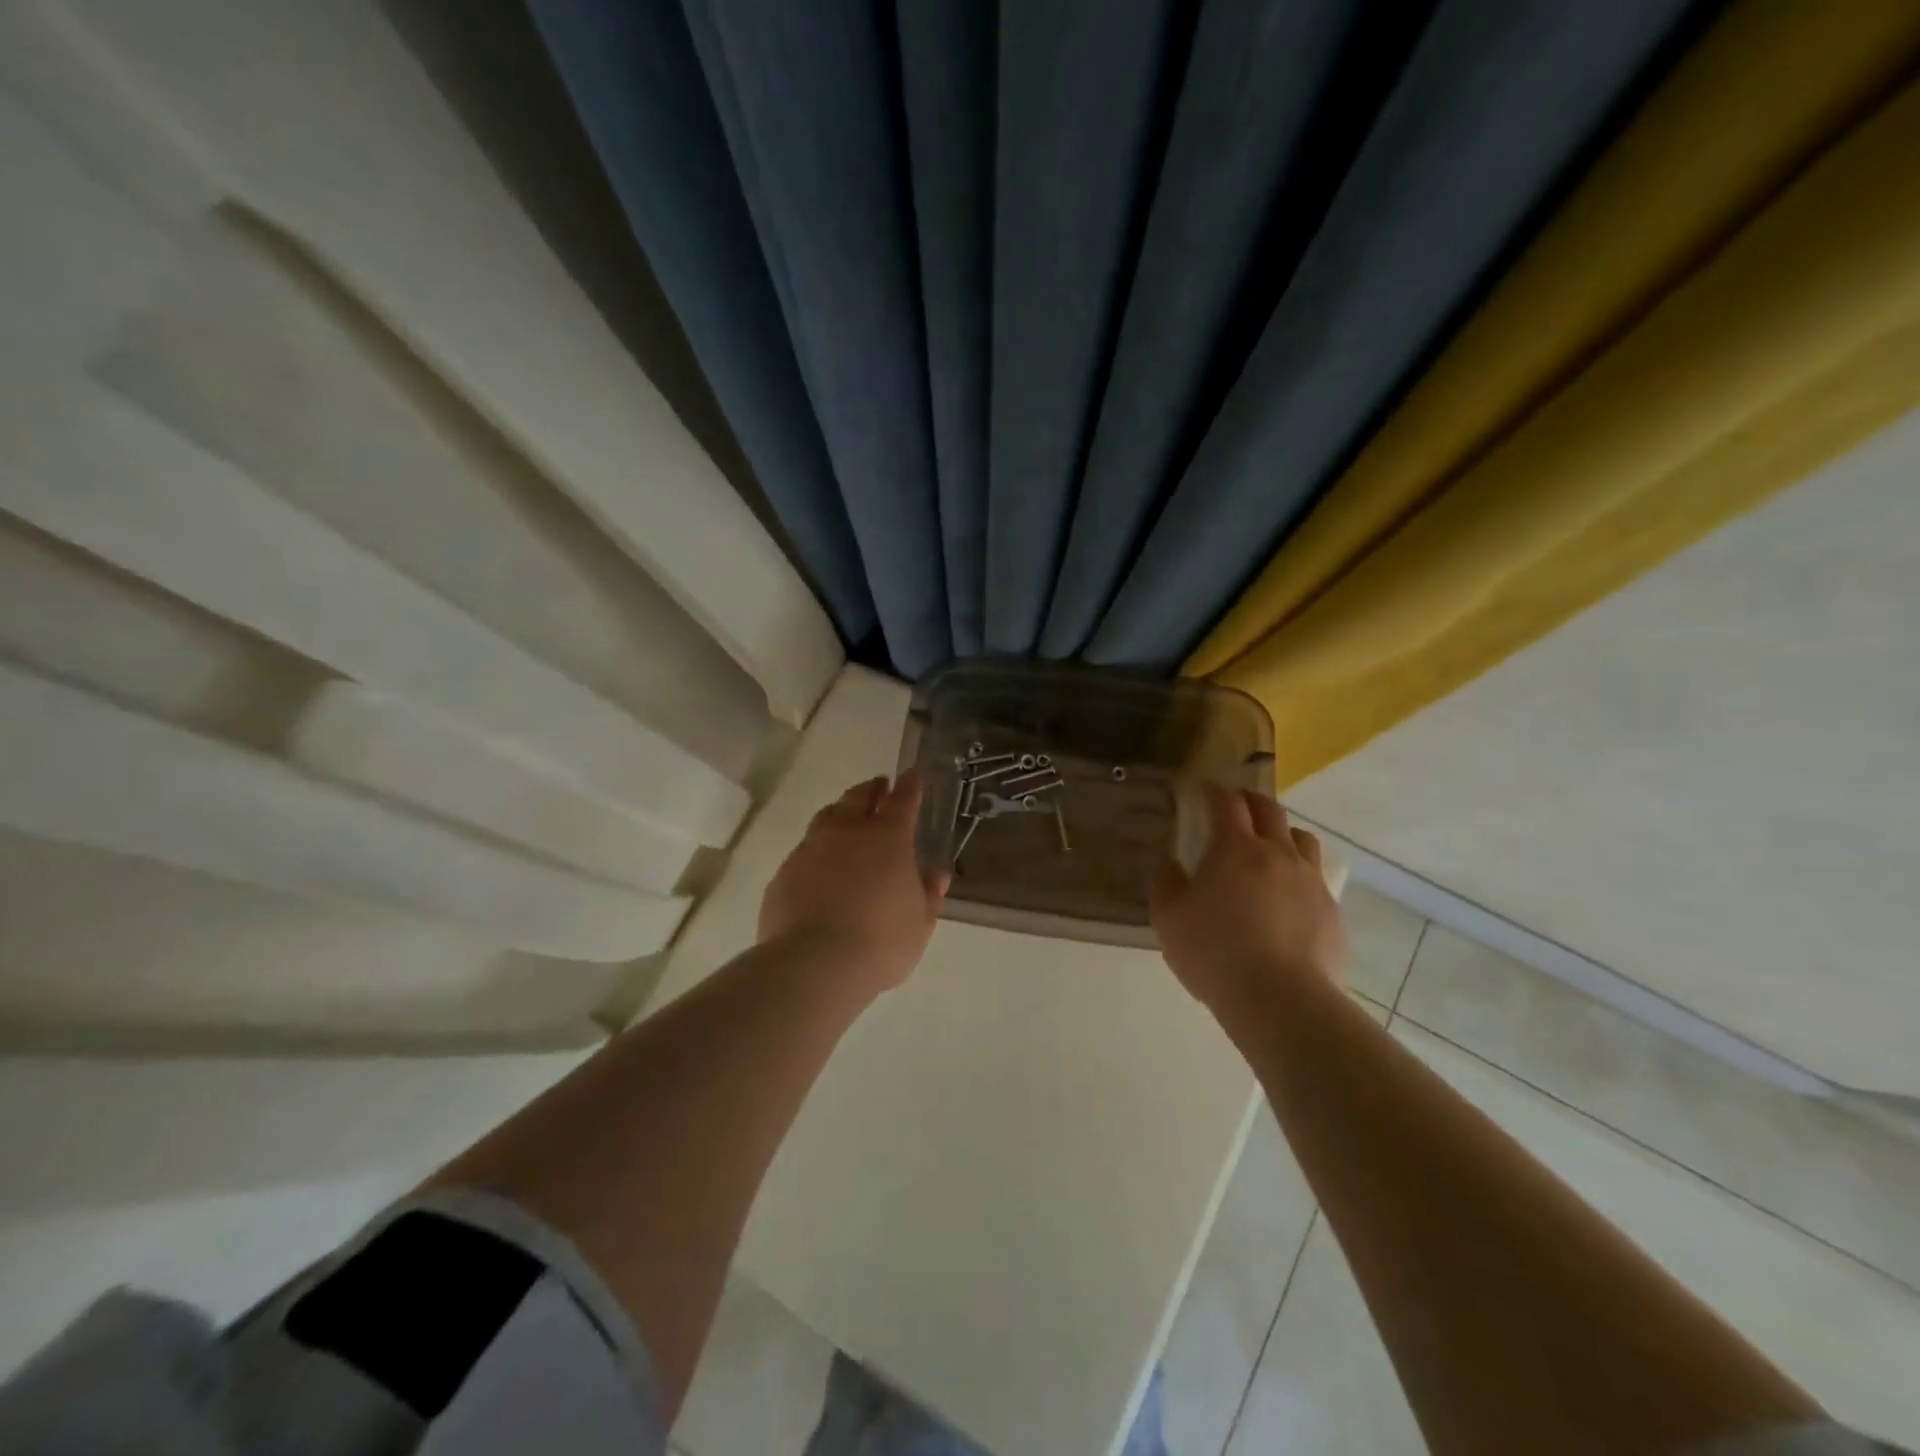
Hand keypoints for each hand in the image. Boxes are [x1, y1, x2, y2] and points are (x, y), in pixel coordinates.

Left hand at [759, 772, 948, 992]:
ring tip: (847, 817)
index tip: (912, 774)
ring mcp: (811, 849)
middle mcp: (847, 832)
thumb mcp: (920, 923)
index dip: (910, 785)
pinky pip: (804, 851)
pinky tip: (820, 866)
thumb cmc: (881, 943)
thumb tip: (935, 874)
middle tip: (879, 787)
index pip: (903, 800)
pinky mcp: (784, 873)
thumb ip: (928, 894)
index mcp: (888, 838)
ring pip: (827, 817)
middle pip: (859, 797)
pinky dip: (818, 850)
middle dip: (872, 789)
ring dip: (841, 812)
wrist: (814, 965)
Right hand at [1151, 784, 1344, 1012]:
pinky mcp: (1331, 911)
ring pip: (1302, 838)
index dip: (1212, 791)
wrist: (1281, 1000)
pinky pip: (1316, 877)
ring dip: (1282, 832)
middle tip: (1234, 806)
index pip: (1225, 803)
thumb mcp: (1168, 919)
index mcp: (1235, 848)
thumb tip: (1170, 863)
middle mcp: (1277, 853)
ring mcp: (1310, 880)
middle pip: (1269, 809)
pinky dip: (1299, 873)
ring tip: (1269, 846)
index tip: (1201, 790)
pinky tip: (1288, 896)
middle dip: (1249, 801)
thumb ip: (1165, 883)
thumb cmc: (1214, 953)